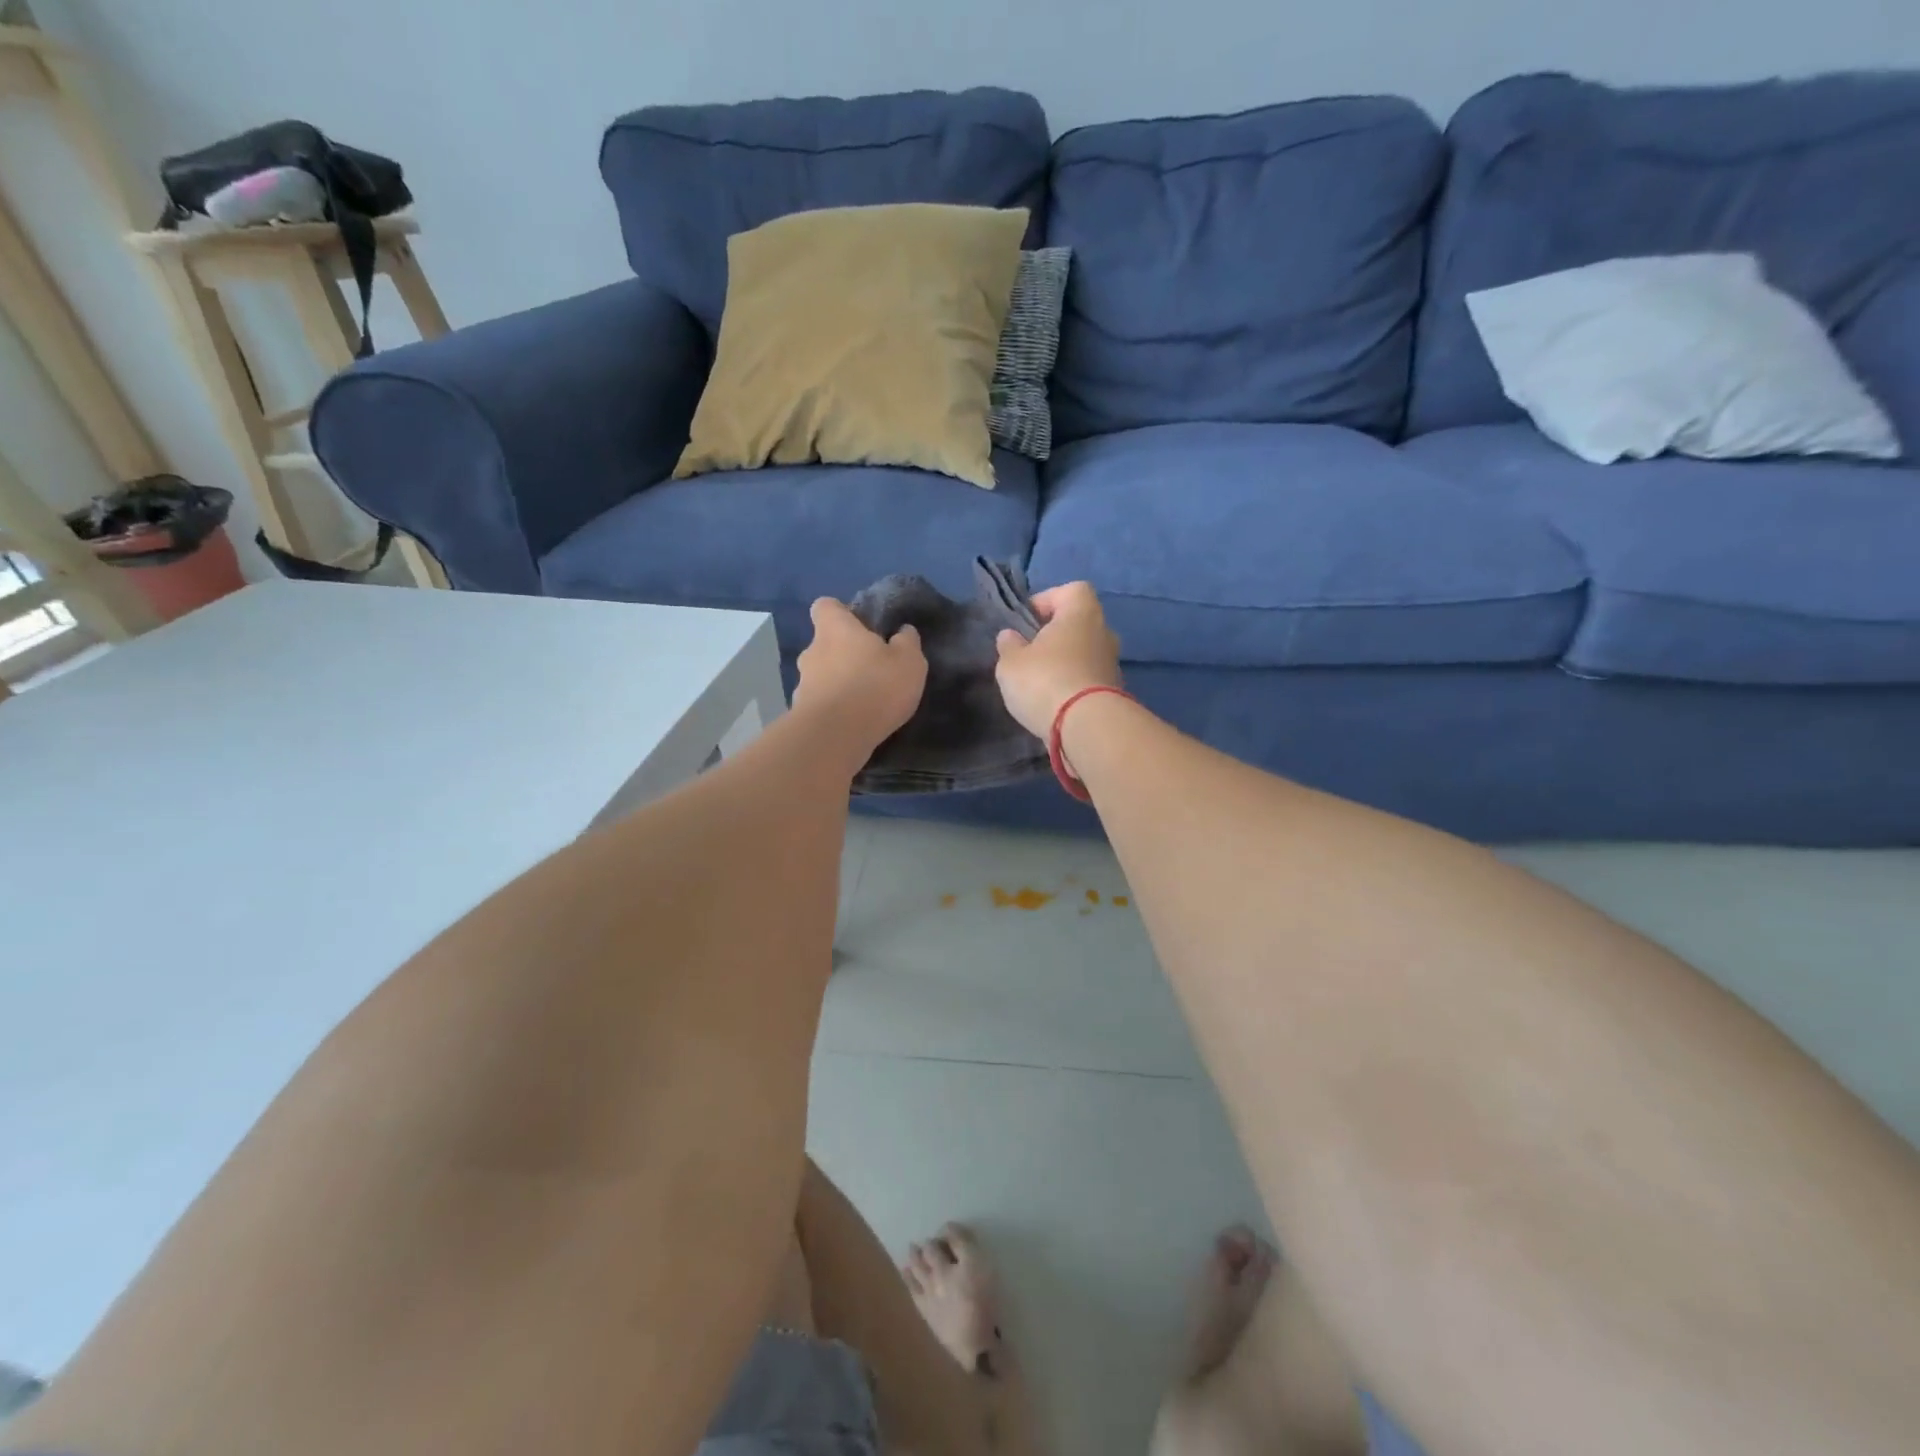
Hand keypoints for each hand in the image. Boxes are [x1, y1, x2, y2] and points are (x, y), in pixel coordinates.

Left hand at [794, 598, 926, 753]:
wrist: (835, 737)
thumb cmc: (874, 687)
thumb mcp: (908, 661)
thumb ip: (907, 643)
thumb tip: (903, 631)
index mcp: (834, 629)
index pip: (825, 606)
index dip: (841, 613)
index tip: (860, 626)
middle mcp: (812, 651)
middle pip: (825, 644)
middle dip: (844, 654)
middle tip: (871, 669)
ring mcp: (802, 684)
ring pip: (821, 676)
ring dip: (839, 684)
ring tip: (865, 701)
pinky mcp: (801, 714)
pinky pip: (820, 705)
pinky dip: (834, 710)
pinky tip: (854, 723)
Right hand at [994, 581, 1122, 738]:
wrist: (1087, 727)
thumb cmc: (1045, 681)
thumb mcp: (1011, 663)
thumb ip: (1009, 646)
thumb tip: (1010, 636)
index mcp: (1081, 613)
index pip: (1071, 590)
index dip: (1048, 600)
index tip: (1026, 621)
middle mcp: (1104, 632)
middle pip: (1079, 623)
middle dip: (1055, 635)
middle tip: (1030, 652)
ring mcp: (1113, 663)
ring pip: (1085, 652)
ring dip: (1065, 662)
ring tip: (1039, 682)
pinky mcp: (1115, 692)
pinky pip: (1089, 678)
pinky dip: (1074, 684)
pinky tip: (1054, 702)